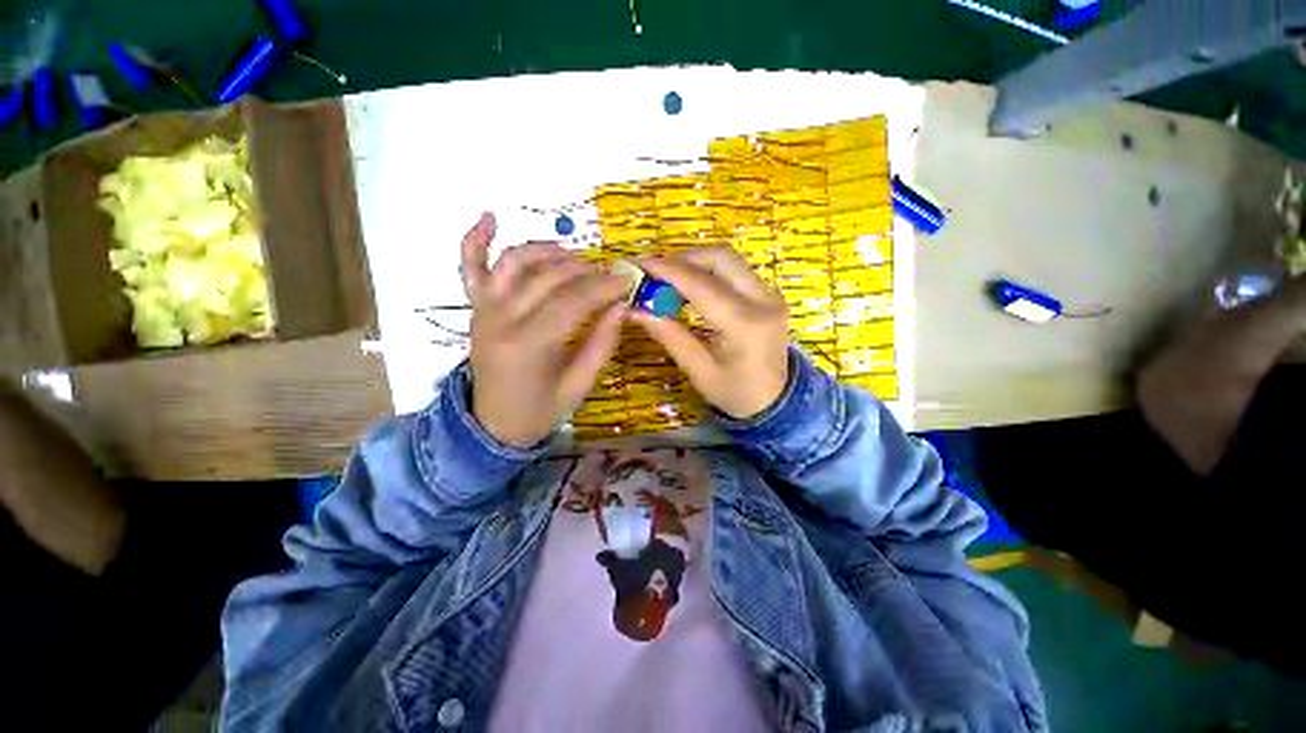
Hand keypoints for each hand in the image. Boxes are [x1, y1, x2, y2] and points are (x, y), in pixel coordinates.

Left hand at [460, 213, 629, 446]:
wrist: (492, 424)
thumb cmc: (540, 410)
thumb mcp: (579, 386)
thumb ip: (601, 344)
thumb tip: (621, 305)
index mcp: (527, 346)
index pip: (572, 302)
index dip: (604, 287)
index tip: (628, 280)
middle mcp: (500, 320)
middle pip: (547, 278)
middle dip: (586, 270)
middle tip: (610, 274)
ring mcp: (483, 310)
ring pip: (514, 262)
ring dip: (548, 250)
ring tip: (575, 256)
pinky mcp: (475, 308)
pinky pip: (469, 267)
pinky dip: (475, 238)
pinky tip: (489, 216)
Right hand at [631, 247, 789, 419]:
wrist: (775, 402)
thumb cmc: (735, 393)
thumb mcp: (698, 370)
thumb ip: (669, 335)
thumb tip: (635, 309)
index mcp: (745, 324)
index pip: (702, 284)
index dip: (669, 271)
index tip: (640, 264)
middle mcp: (763, 301)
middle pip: (721, 258)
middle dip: (684, 259)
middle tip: (657, 272)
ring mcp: (770, 295)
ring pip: (729, 261)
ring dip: (696, 262)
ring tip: (670, 279)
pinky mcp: (768, 295)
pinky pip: (735, 272)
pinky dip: (709, 272)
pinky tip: (691, 286)